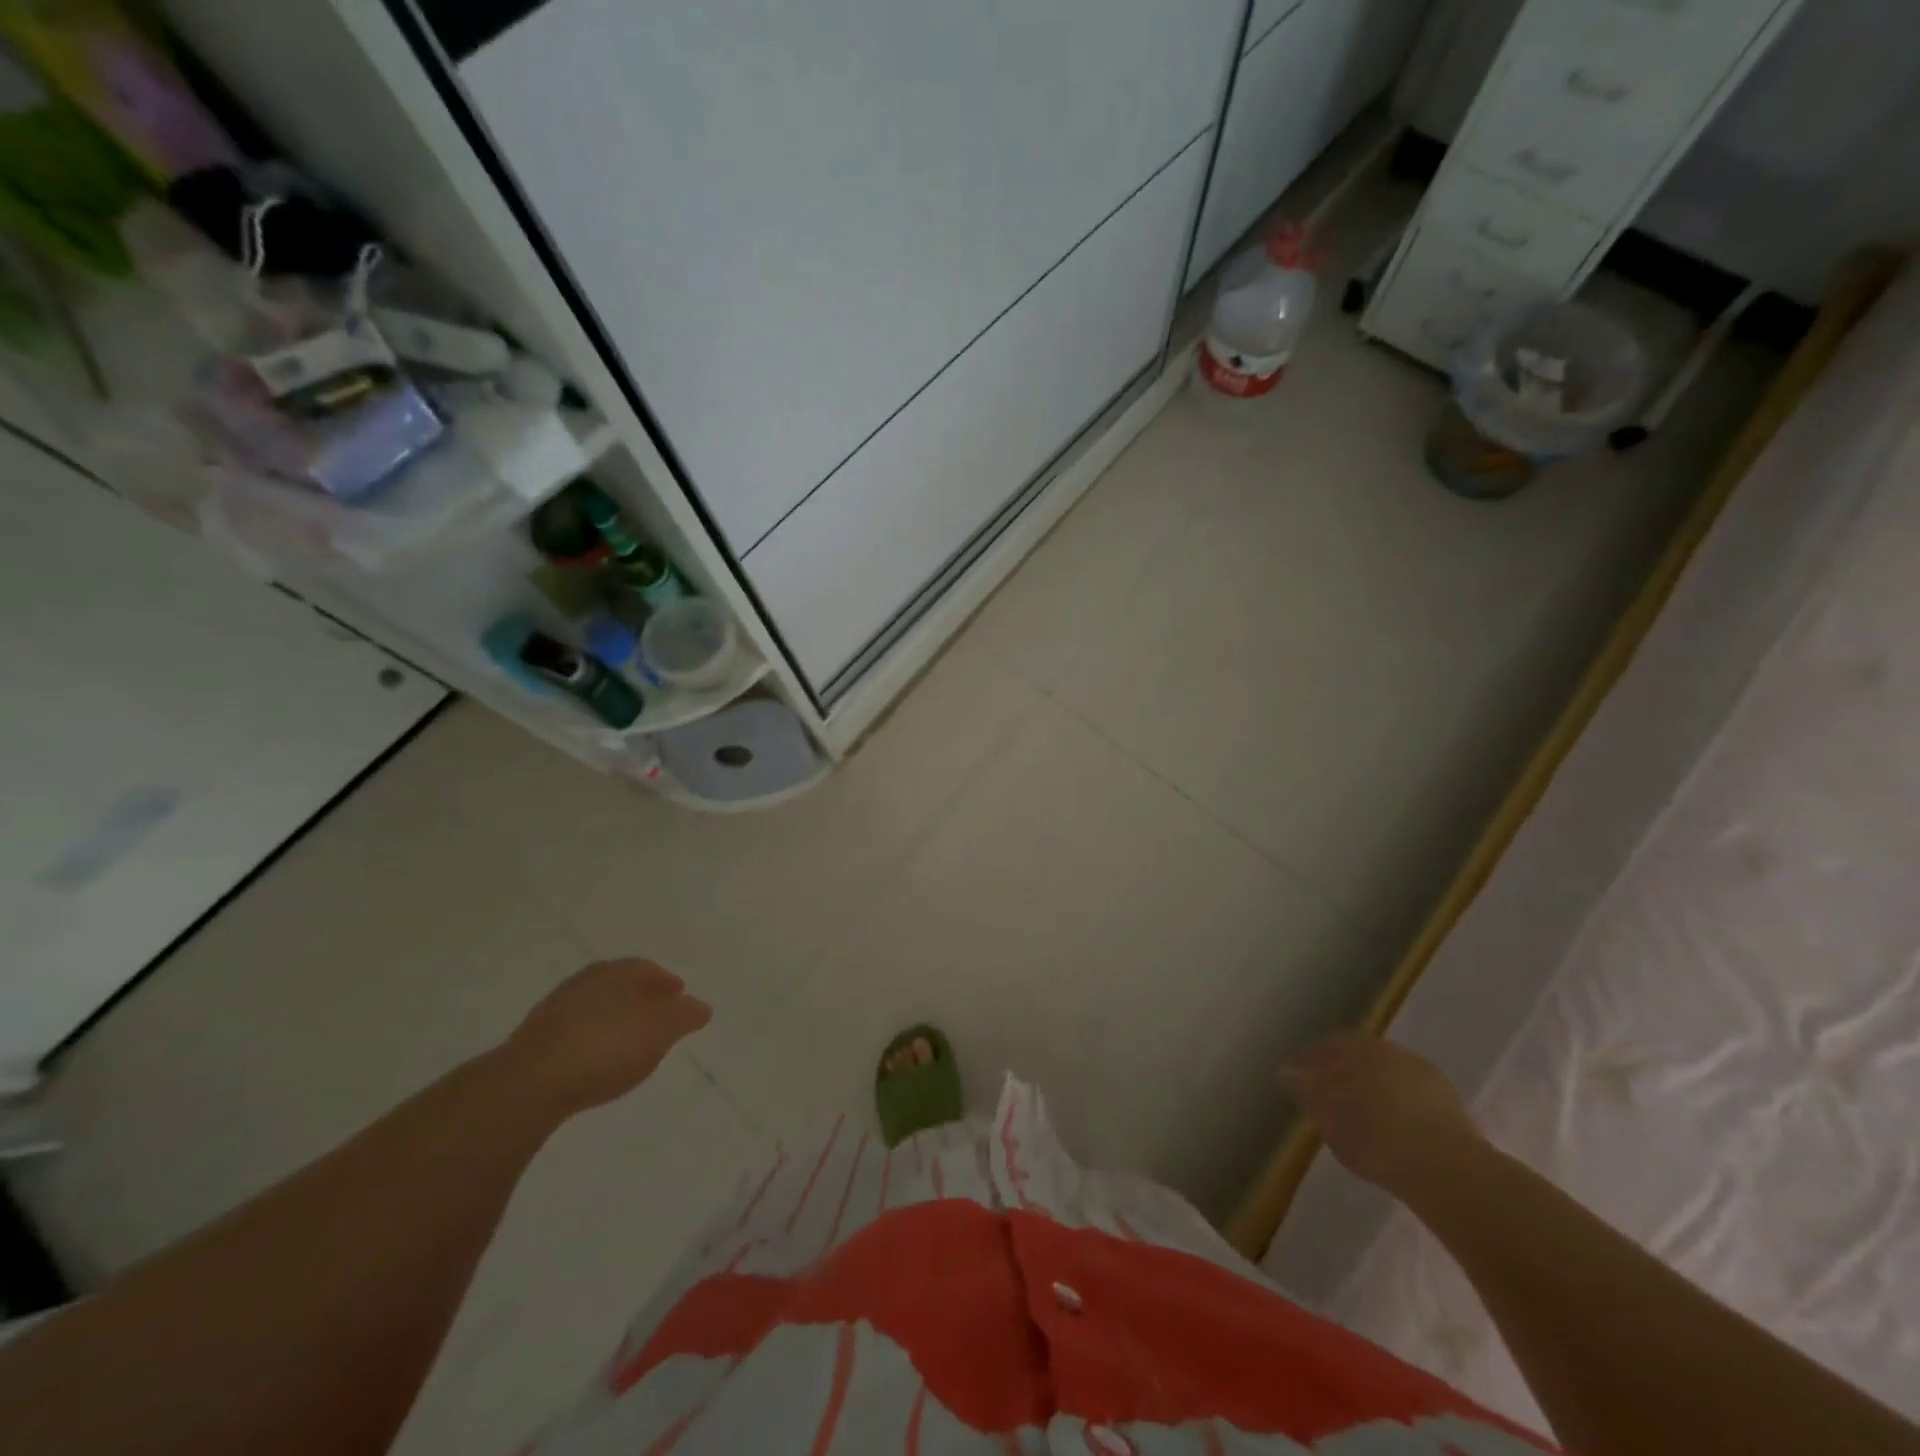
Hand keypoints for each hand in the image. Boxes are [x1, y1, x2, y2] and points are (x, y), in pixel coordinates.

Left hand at [505, 959, 711, 1114]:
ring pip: (596, 1007)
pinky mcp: (534, 1040)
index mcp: (619, 970)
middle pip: (621, 985)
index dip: (667, 983)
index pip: (648, 968)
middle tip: (657, 1019)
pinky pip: (575, 1032)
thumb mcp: (662, 1030)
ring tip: (628, 1043)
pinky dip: (591, 1040)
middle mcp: (587, 980)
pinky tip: (596, 1060)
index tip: (680, 998)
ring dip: (613, 1019)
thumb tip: (700, 1006)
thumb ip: (685, 1016)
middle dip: (640, 999)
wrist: (531, 1082)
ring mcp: (556, 1009)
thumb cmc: (609, 1046)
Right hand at [1281, 1032, 1484, 1197]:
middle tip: (1325, 1095)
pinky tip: (1390, 1129)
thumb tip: (1287, 1072)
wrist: (1450, 1174)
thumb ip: (1307, 1090)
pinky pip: (1410, 1100)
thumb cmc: (1377, 1137)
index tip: (1295, 1077)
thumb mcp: (1329, 1115)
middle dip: (1342, 1072)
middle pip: (1361, 1057)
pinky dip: (1396, 1108)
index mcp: (1363, 1048)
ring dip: (1372, 1090)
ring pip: (1388, 1077)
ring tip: (1358, 1116)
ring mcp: (1427, 1079)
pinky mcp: (1451, 1109)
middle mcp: (1396, 1053)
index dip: (1310, 1060)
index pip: (1330, 1044)